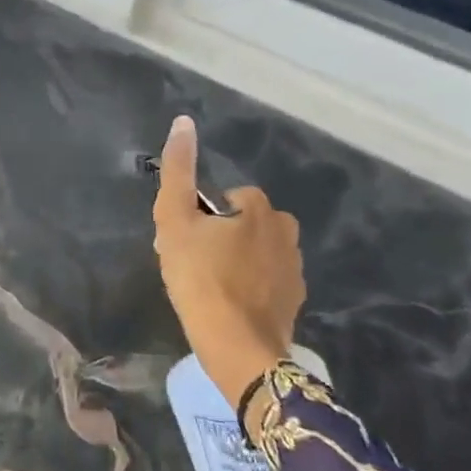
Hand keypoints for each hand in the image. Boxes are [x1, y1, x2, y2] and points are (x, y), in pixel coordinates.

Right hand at [152, 116, 304, 424]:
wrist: (237, 348)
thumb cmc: (200, 278)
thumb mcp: (174, 218)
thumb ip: (178, 169)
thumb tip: (184, 121)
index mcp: (260, 208)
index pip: (226, 198)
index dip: (201, 217)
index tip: (186, 242)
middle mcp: (286, 231)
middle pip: (245, 222)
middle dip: (222, 236)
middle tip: (194, 263)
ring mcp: (295, 269)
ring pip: (257, 250)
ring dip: (237, 260)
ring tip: (210, 285)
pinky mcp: (296, 300)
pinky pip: (267, 279)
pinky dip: (251, 286)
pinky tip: (230, 303)